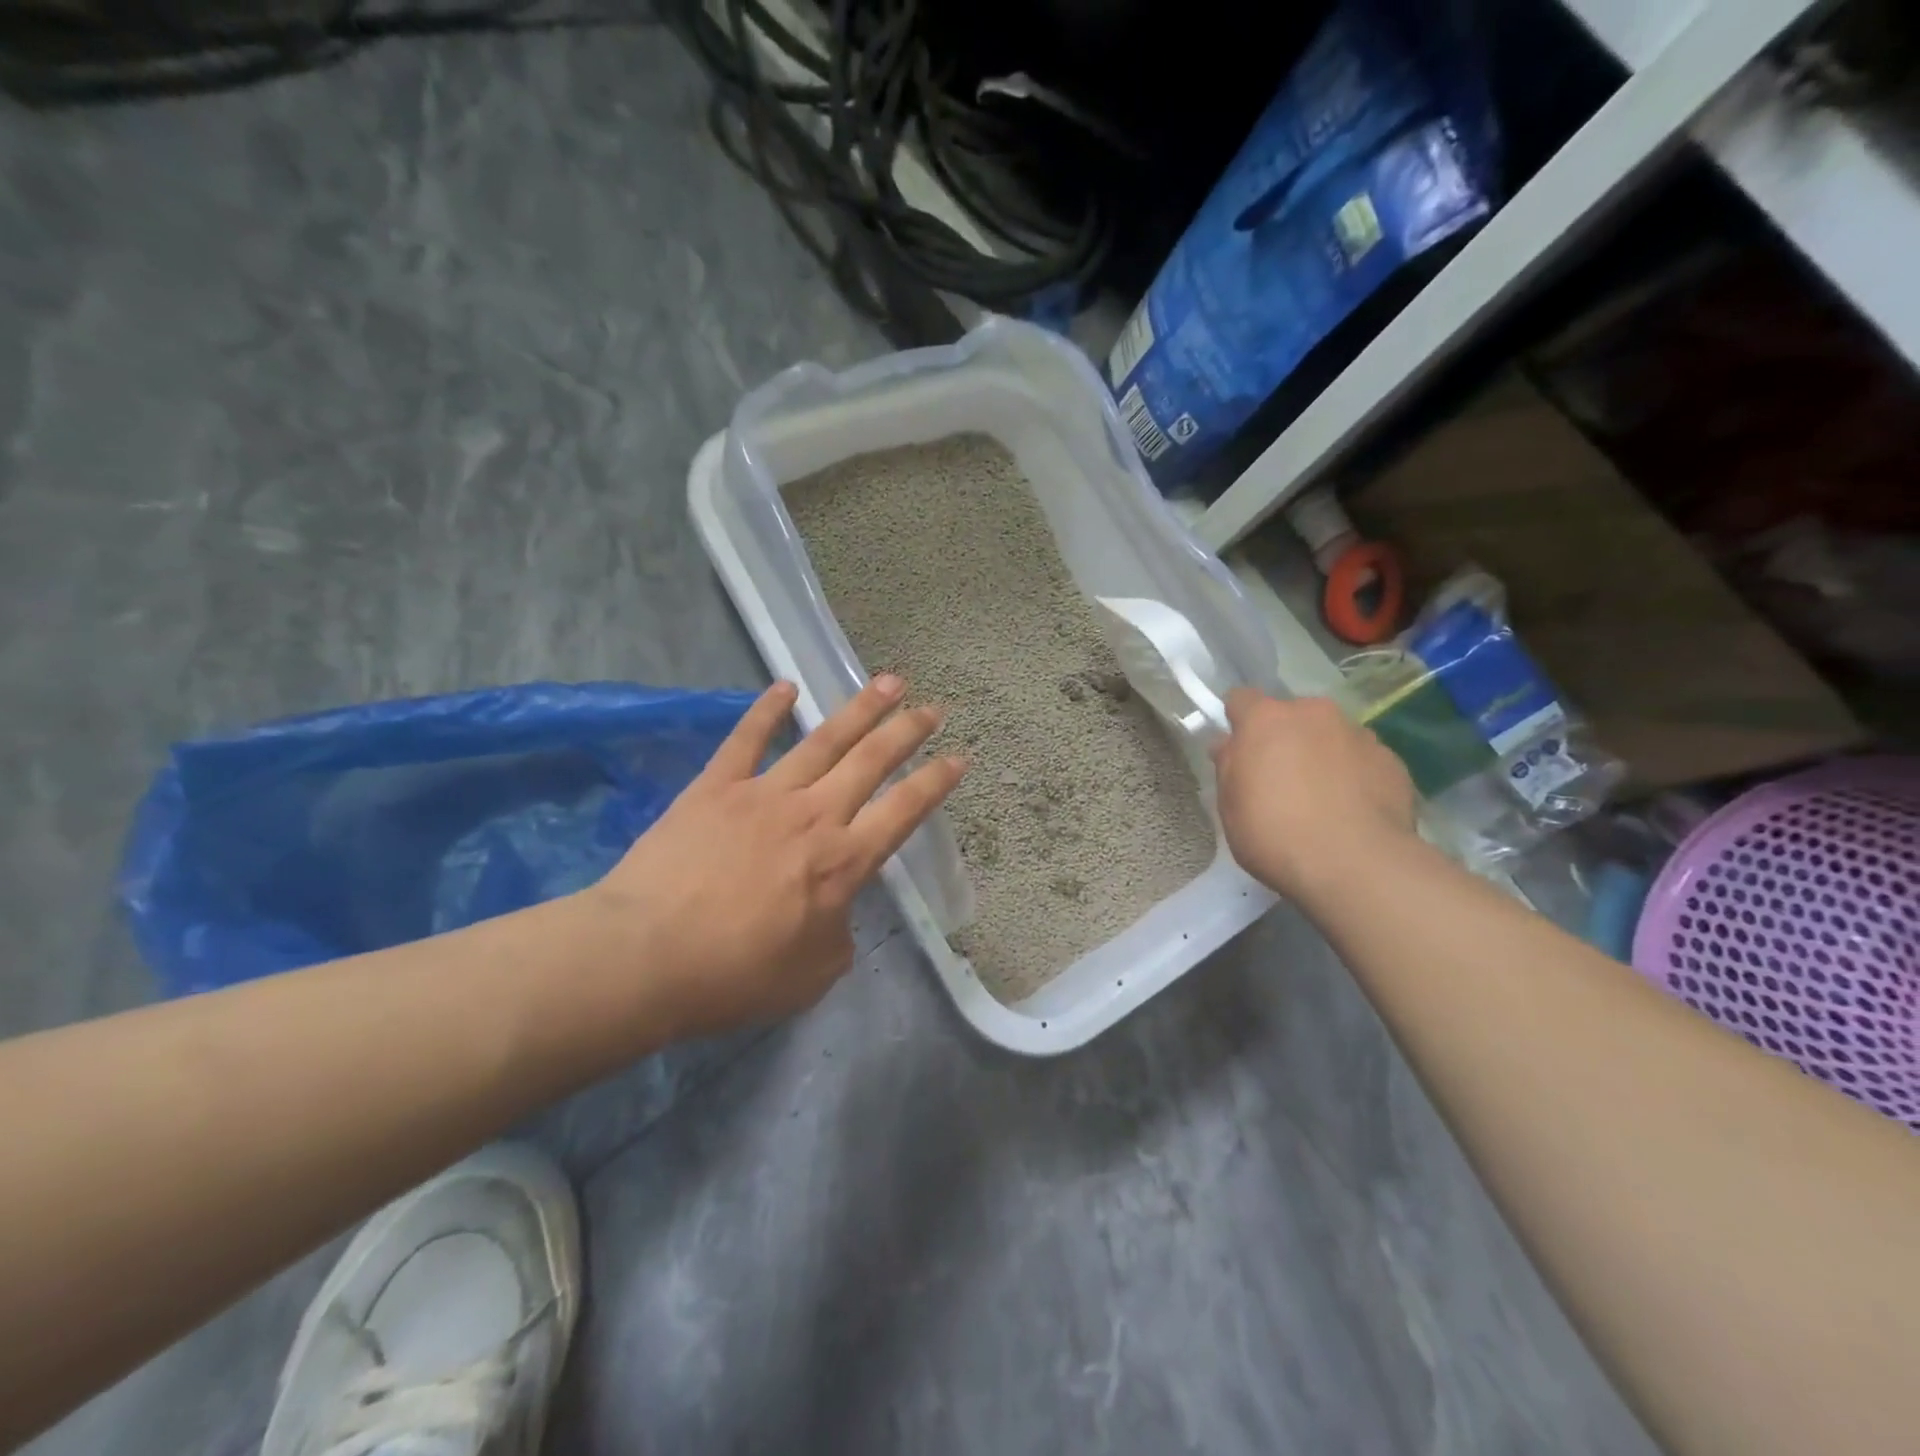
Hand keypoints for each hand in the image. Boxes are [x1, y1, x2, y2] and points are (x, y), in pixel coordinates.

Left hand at [582, 675, 965, 1039]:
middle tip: (931, 708)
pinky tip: (785, 686)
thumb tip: (835, 912)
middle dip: (907, 731)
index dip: (936, 782)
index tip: (958, 758)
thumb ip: (838, 936)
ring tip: (887, 681)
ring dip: (859, 709)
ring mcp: (764, 794)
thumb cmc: (734, 974)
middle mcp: (814, 815)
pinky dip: (767, 710)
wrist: (645, 956)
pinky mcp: (716, 787)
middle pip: (871, 762)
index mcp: (843, 862)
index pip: (904, 811)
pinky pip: (746, 739)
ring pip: (822, 740)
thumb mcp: (812, 974)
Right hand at [1210, 690, 1415, 903]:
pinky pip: (1362, 760)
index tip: (1238, 750)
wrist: (1356, 865)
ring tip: (1322, 800)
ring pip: (1330, 736)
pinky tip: (1352, 812)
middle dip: (1284, 739)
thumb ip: (1229, 767)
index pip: (1241, 699)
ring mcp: (1358, 734)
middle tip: (1280, 780)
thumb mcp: (1230, 806)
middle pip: (1291, 716)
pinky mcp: (1392, 760)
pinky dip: (1354, 776)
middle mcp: (1314, 714)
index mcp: (1266, 720)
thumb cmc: (1275, 834)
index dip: (1237, 722)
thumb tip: (1230, 746)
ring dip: (1321, 755)